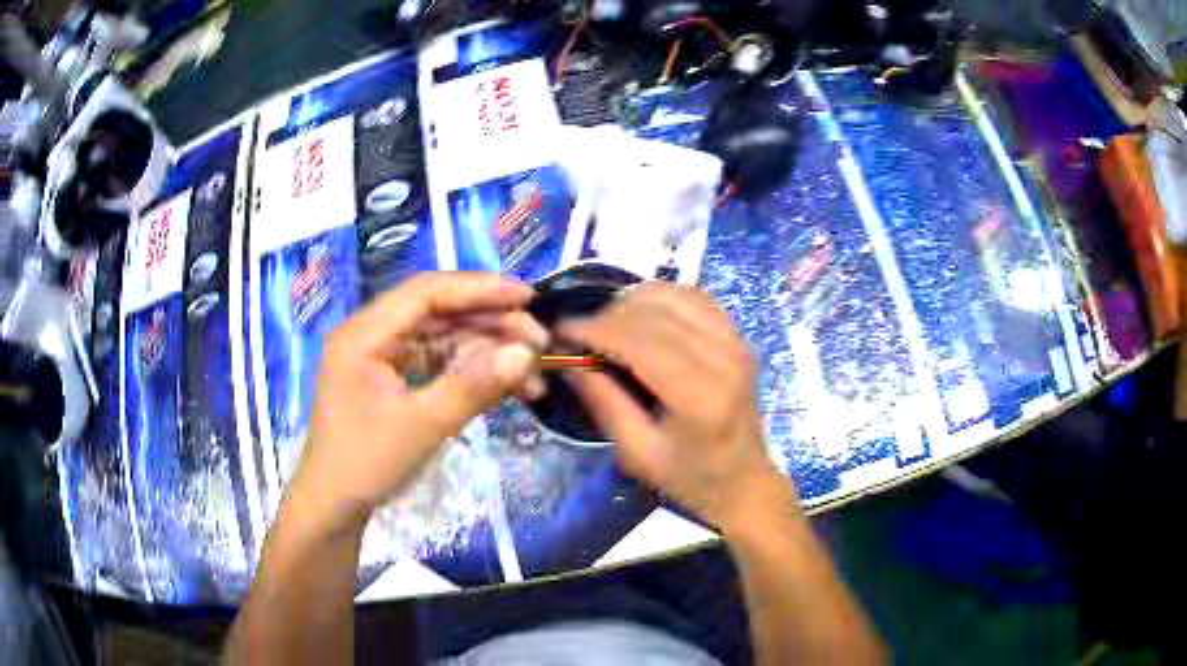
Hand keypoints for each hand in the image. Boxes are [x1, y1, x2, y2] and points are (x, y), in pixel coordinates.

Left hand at [290, 273, 548, 527]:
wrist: (335, 506)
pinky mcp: (393, 377)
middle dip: (490, 324)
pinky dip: (471, 371)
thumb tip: (525, 354)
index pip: (426, 292)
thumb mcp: (422, 427)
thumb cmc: (366, 464)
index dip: (479, 289)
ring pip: (443, 337)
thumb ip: (473, 387)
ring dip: (487, 351)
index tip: (527, 297)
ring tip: (531, 374)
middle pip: (438, 311)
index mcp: (364, 334)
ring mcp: (383, 356)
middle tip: (538, 342)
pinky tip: (505, 386)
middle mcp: (372, 334)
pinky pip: (438, 362)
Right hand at [561, 282, 792, 531]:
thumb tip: (568, 358)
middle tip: (579, 334)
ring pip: (674, 295)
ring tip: (607, 326)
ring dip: (632, 302)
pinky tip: (641, 316)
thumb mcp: (636, 453)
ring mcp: (737, 342)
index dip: (596, 329)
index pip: (641, 342)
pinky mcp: (738, 335)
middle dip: (607, 315)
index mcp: (701, 397)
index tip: (561, 331)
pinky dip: (661, 298)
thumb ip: (603, 401)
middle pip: (656, 312)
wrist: (744, 480)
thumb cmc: (690, 477)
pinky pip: (694, 297)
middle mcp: (725, 358)